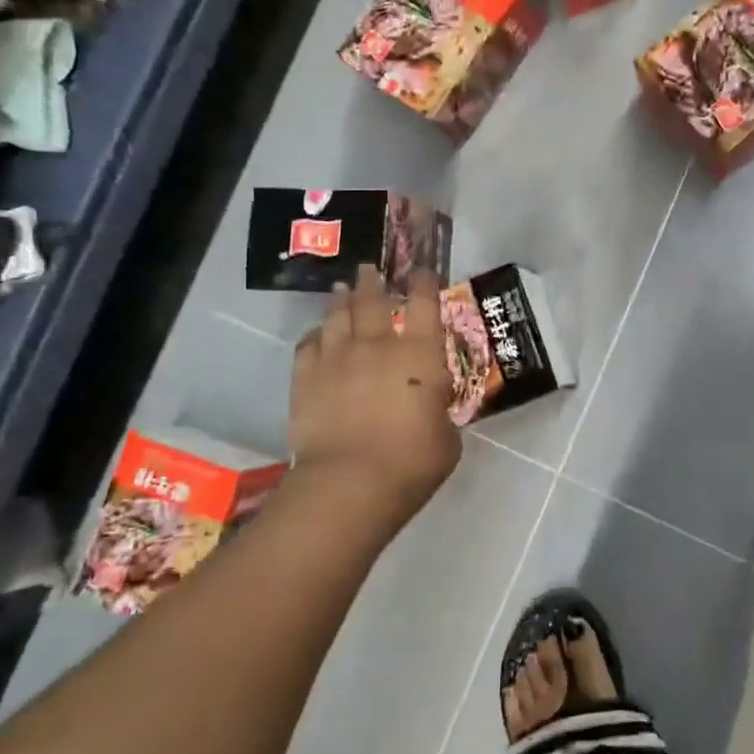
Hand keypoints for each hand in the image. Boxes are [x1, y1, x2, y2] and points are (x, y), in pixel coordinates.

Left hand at [287, 265, 460, 533]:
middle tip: (370, 270)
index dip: (424, 283)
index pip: (425, 303)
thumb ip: (439, 413)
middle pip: (373, 300)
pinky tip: (317, 336)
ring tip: (343, 290)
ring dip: (342, 300)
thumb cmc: (412, 462)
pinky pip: (308, 345)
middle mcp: (378, 345)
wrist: (350, 482)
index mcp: (421, 355)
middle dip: (373, 281)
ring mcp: (338, 358)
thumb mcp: (447, 438)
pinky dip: (315, 336)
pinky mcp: (306, 378)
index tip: (423, 272)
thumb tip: (430, 409)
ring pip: (337, 316)